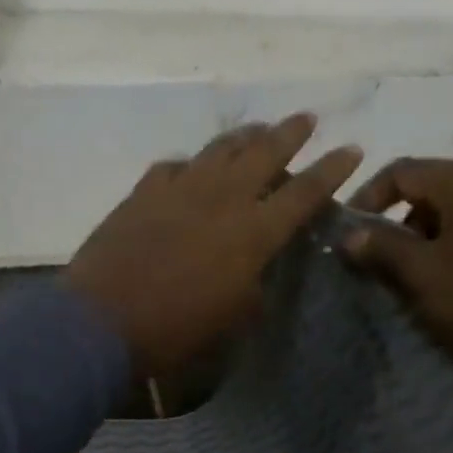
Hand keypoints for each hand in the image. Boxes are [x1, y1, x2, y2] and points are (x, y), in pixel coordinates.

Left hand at [63, 114, 363, 374]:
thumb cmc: (173, 333)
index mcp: (252, 234)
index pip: (303, 193)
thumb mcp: (229, 322)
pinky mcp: (143, 193)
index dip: (331, 170)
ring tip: (257, 130)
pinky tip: (191, 168)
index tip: (352, 149)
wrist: (100, 324)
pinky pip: (174, 166)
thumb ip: (252, 289)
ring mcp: (179, 190)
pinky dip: (191, 164)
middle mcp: (222, 199)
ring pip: (220, 149)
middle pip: (264, 153)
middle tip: (306, 119)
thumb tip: (257, 271)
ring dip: (244, 137)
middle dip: (290, 133)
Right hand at [341, 158, 452, 416]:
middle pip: (424, 192)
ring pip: (447, 217)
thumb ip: (382, 249)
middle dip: (392, 226)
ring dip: (417, 244)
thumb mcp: (423, 273)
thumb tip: (348, 234)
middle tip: (372, 264)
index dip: (365, 200)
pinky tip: (439, 287)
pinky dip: (445, 254)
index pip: (400, 172)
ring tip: (402, 281)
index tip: (346, 236)